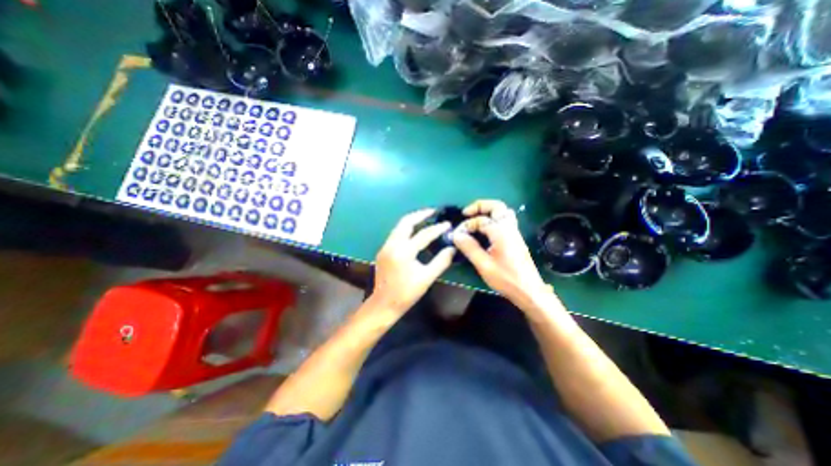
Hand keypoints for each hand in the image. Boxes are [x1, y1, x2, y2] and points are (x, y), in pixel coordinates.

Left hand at [372, 209, 457, 313]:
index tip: (448, 224)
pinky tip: (414, 231)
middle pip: (405, 222)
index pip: (423, 235)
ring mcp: (385, 246)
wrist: (383, 304)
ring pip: (399, 226)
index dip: (437, 229)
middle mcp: (392, 245)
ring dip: (412, 220)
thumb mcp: (427, 278)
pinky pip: (396, 233)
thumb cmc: (406, 293)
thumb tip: (452, 248)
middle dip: (420, 214)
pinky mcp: (383, 250)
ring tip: (425, 217)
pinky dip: (406, 228)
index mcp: (403, 252)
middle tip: (433, 211)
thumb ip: (441, 261)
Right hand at [449, 200, 550, 308]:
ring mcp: (514, 233)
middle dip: (480, 206)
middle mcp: (509, 228)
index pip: (480, 220)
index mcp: (501, 232)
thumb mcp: (484, 265)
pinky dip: (494, 219)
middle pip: (497, 206)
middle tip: (466, 213)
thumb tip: (456, 235)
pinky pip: (505, 221)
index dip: (467, 225)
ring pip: (503, 212)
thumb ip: (469, 248)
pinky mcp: (516, 239)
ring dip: (488, 211)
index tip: (457, 235)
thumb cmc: (506, 279)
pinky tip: (485, 230)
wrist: (529, 291)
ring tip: (475, 219)